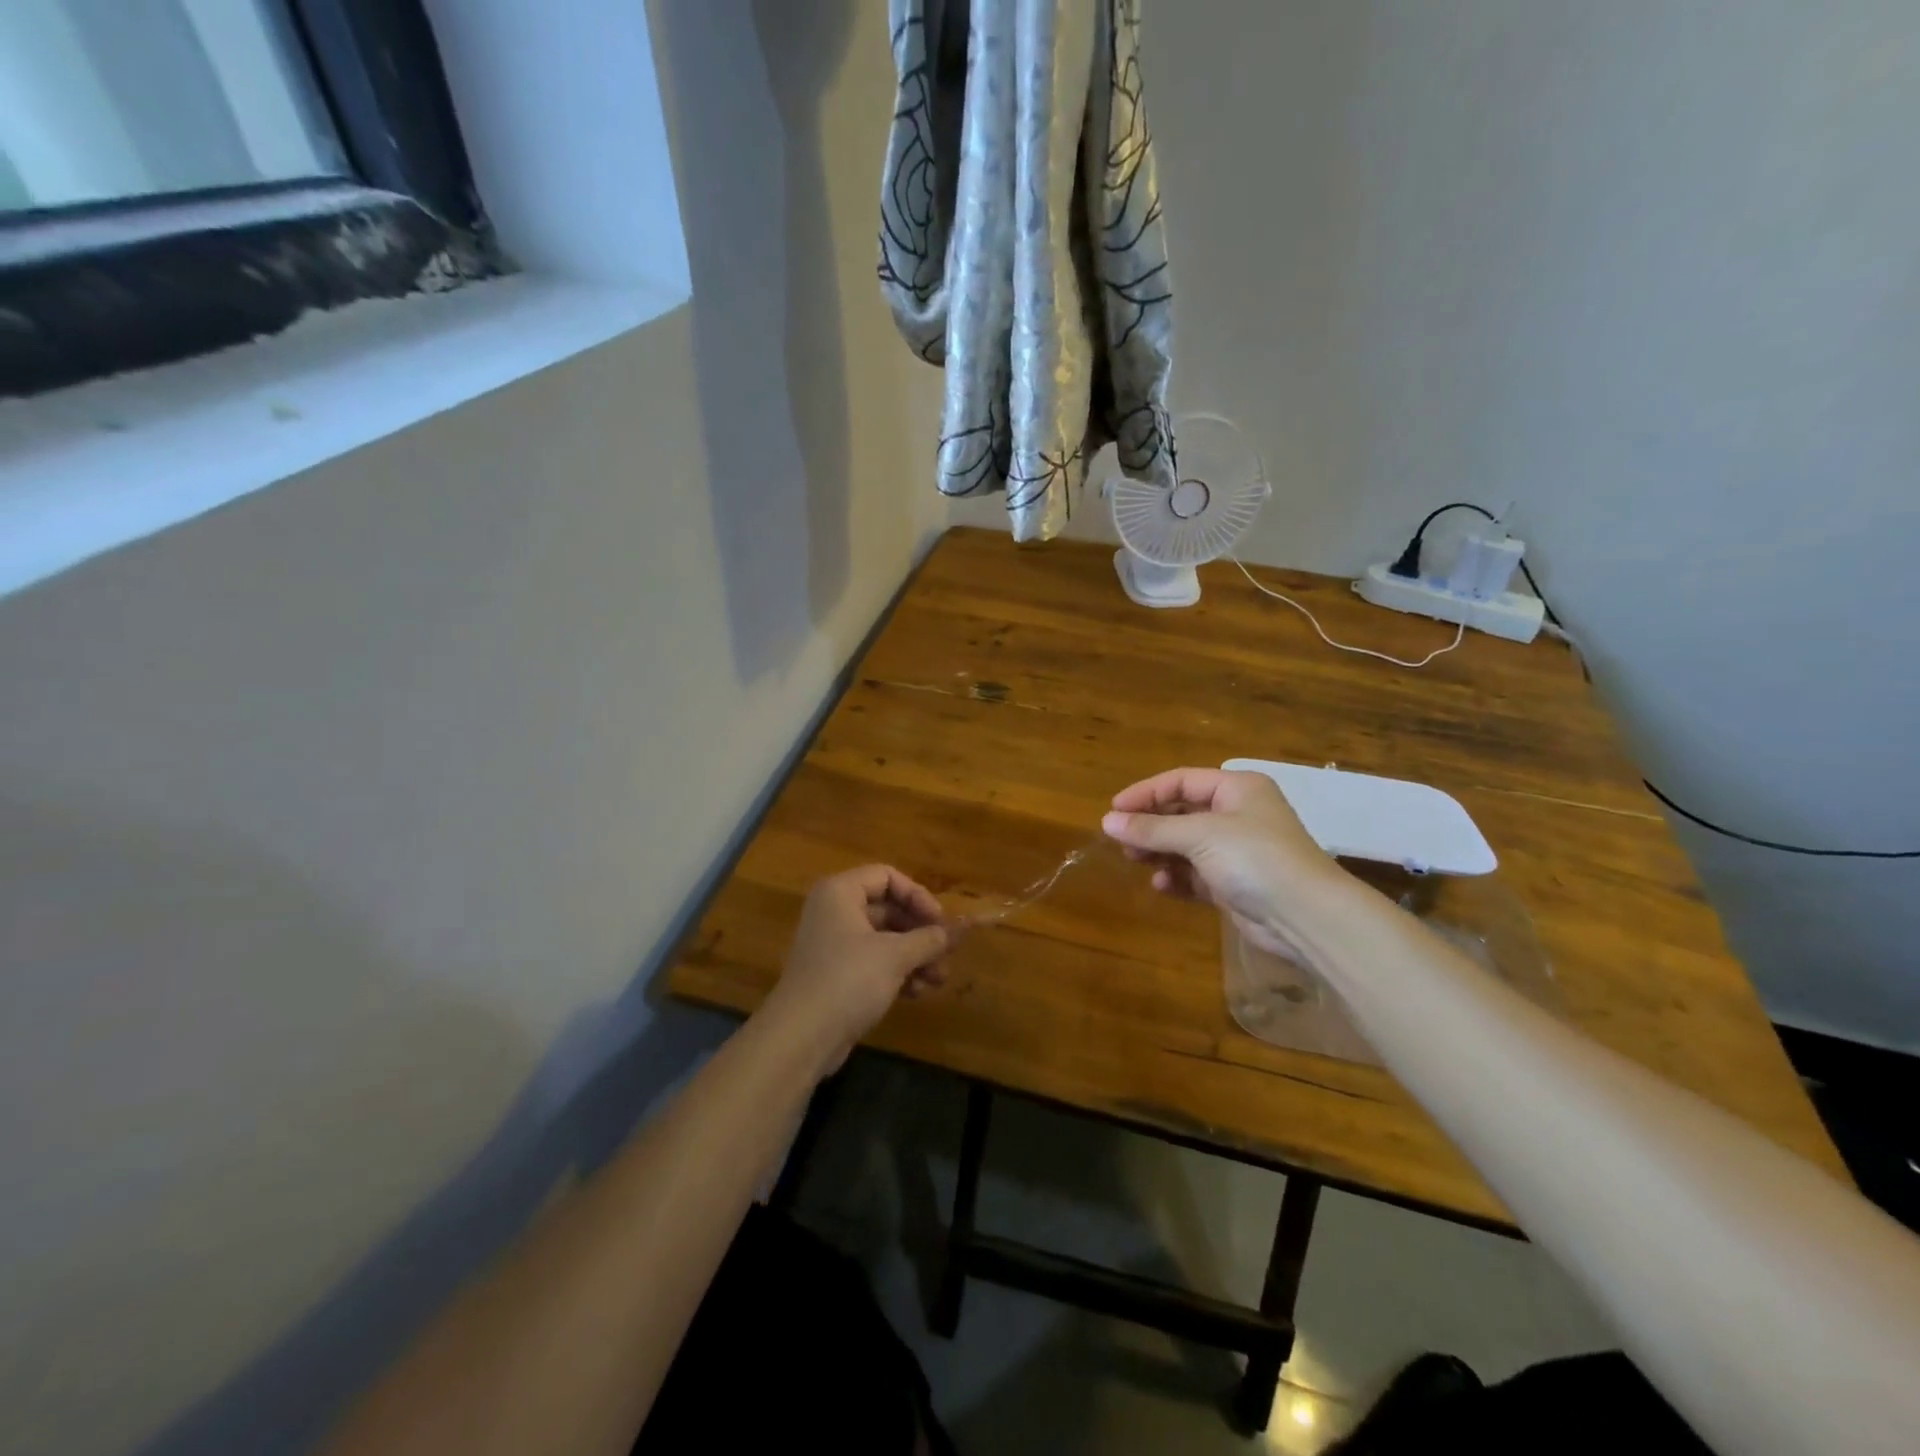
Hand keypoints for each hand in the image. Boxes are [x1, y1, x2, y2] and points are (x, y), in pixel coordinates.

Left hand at [761, 865, 951, 1074]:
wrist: (800, 1038)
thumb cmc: (848, 980)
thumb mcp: (895, 956)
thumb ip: (931, 938)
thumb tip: (965, 926)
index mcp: (840, 893)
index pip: (887, 877)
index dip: (917, 896)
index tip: (940, 922)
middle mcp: (835, 912)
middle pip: (889, 909)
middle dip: (921, 933)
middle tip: (947, 955)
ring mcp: (834, 945)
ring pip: (885, 940)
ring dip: (915, 957)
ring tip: (938, 980)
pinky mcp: (837, 975)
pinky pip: (875, 963)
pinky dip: (898, 973)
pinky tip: (918, 993)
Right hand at [1101, 767, 1344, 961]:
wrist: (1307, 917)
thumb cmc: (1255, 858)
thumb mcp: (1199, 835)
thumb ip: (1152, 828)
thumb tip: (1107, 822)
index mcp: (1237, 789)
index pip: (1181, 781)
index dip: (1146, 793)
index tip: (1113, 810)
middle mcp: (1238, 814)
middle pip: (1182, 812)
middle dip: (1151, 825)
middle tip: (1121, 840)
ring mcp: (1237, 851)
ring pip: (1186, 844)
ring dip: (1160, 852)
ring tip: (1136, 860)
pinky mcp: (1234, 884)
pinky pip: (1196, 874)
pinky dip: (1177, 877)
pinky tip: (1162, 885)